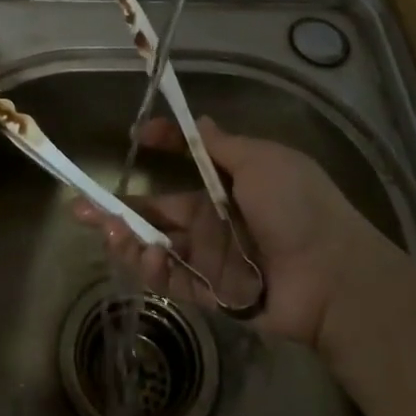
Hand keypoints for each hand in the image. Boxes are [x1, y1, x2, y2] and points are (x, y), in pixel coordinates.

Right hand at [71, 115, 385, 349]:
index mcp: (230, 184)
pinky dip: (153, 268)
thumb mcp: (262, 160)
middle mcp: (216, 220)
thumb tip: (199, 121)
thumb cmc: (298, 205)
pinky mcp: (213, 294)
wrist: (334, 275)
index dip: (163, 146)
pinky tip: (143, 253)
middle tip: (81, 206)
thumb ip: (223, 146)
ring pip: (159, 247)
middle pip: (159, 212)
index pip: (187, 161)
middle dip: (121, 208)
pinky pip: (174, 280)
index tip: (137, 136)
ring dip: (128, 238)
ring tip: (106, 229)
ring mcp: (213, 258)